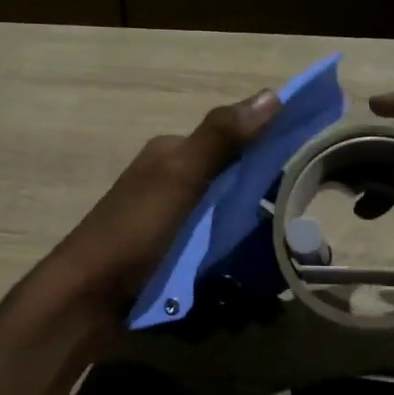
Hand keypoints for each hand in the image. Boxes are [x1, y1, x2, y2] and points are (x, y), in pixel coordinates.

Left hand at [52, 89, 280, 314]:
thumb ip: (222, 138)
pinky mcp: (167, 255)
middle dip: (261, 197)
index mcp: (171, 154)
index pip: (232, 141)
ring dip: (249, 230)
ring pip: (222, 215)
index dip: (268, 149)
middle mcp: (170, 181)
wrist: (84, 299)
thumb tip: (272, 94)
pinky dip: (230, 254)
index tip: (309, 169)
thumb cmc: (133, 232)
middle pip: (229, 180)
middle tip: (300, 221)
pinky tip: (254, 271)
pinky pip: (210, 246)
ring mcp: (168, 221)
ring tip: (286, 250)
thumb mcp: (179, 178)